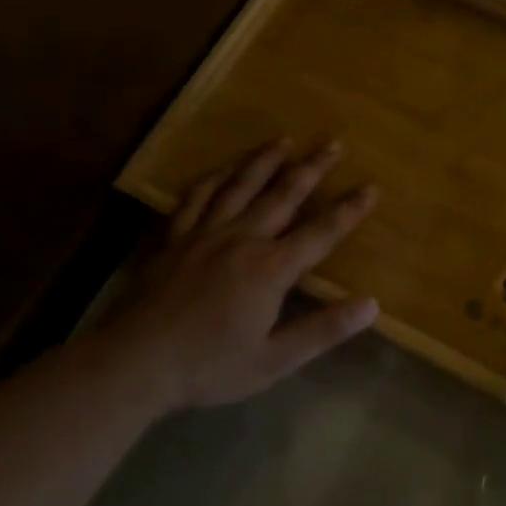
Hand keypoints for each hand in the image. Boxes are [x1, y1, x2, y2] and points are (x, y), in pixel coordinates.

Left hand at [92, 140, 379, 409]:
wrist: (134, 363)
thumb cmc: (210, 366)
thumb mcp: (275, 359)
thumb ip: (324, 330)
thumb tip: (371, 305)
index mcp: (271, 268)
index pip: (321, 232)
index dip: (349, 209)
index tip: (371, 187)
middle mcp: (242, 239)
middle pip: (284, 194)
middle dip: (312, 168)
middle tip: (333, 143)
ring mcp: (205, 233)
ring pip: (240, 185)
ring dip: (265, 160)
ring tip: (283, 139)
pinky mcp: (174, 238)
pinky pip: (196, 197)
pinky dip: (213, 178)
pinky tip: (223, 169)